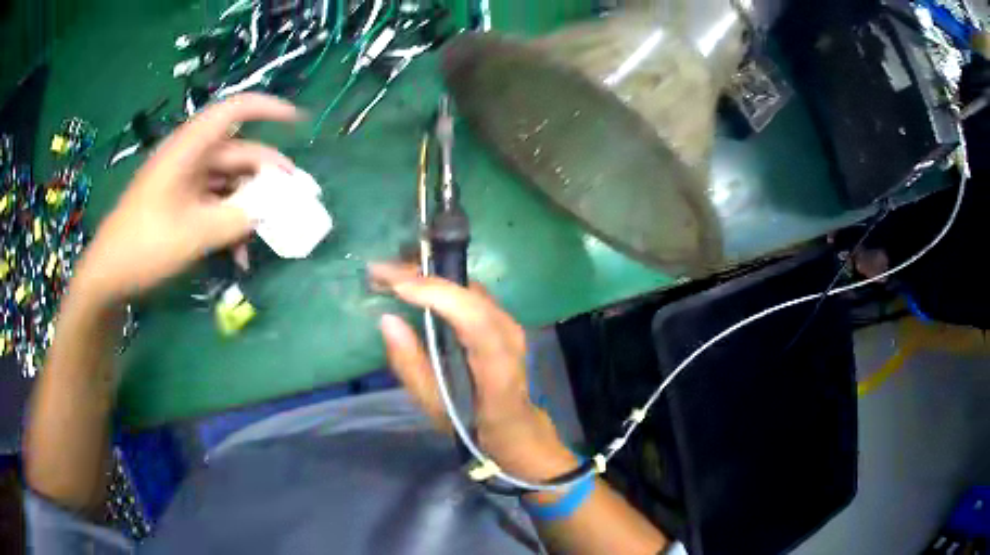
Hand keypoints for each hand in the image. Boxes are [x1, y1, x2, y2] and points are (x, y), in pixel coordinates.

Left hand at [74, 93, 298, 304]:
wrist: (108, 276)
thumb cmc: (145, 246)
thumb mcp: (195, 234)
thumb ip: (237, 218)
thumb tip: (269, 210)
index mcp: (188, 149)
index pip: (234, 112)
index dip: (269, 109)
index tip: (300, 122)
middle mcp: (188, 159)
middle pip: (237, 152)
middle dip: (265, 174)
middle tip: (292, 197)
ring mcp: (183, 183)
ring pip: (227, 183)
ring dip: (247, 207)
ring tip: (266, 235)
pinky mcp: (179, 204)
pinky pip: (213, 205)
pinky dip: (229, 223)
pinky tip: (239, 254)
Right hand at [370, 263, 576, 481]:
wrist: (515, 426)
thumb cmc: (474, 424)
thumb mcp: (436, 408)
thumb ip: (411, 367)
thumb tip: (388, 319)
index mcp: (497, 369)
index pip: (473, 320)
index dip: (436, 294)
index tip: (395, 283)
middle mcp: (510, 338)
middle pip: (470, 295)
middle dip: (424, 276)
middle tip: (381, 271)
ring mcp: (511, 325)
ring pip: (470, 287)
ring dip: (431, 276)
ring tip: (392, 273)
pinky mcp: (504, 319)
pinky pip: (471, 293)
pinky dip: (441, 284)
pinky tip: (417, 283)